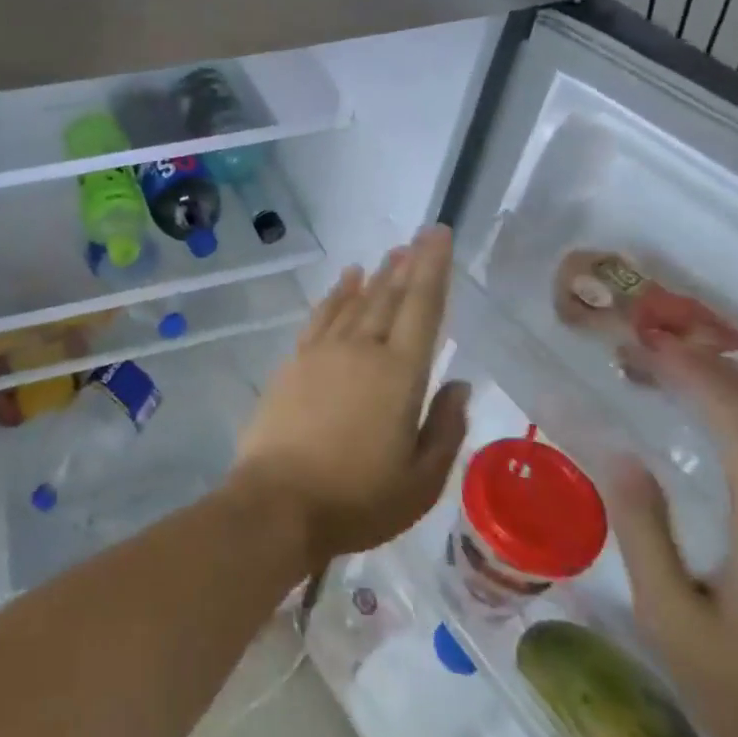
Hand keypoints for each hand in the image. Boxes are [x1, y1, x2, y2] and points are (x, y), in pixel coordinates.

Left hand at [230, 226, 468, 569]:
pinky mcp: (294, 361)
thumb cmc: (358, 498)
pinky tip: (345, 281)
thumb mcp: (421, 480)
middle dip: (407, 264)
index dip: (434, 268)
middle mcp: (361, 350)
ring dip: (375, 276)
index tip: (440, 235)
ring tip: (390, 255)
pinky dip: (336, 295)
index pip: (422, 308)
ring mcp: (322, 352)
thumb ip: (445, 427)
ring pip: (355, 302)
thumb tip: (459, 382)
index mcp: (399, 374)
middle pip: (388, 297)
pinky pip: (321, 316)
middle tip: (419, 237)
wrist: (278, 501)